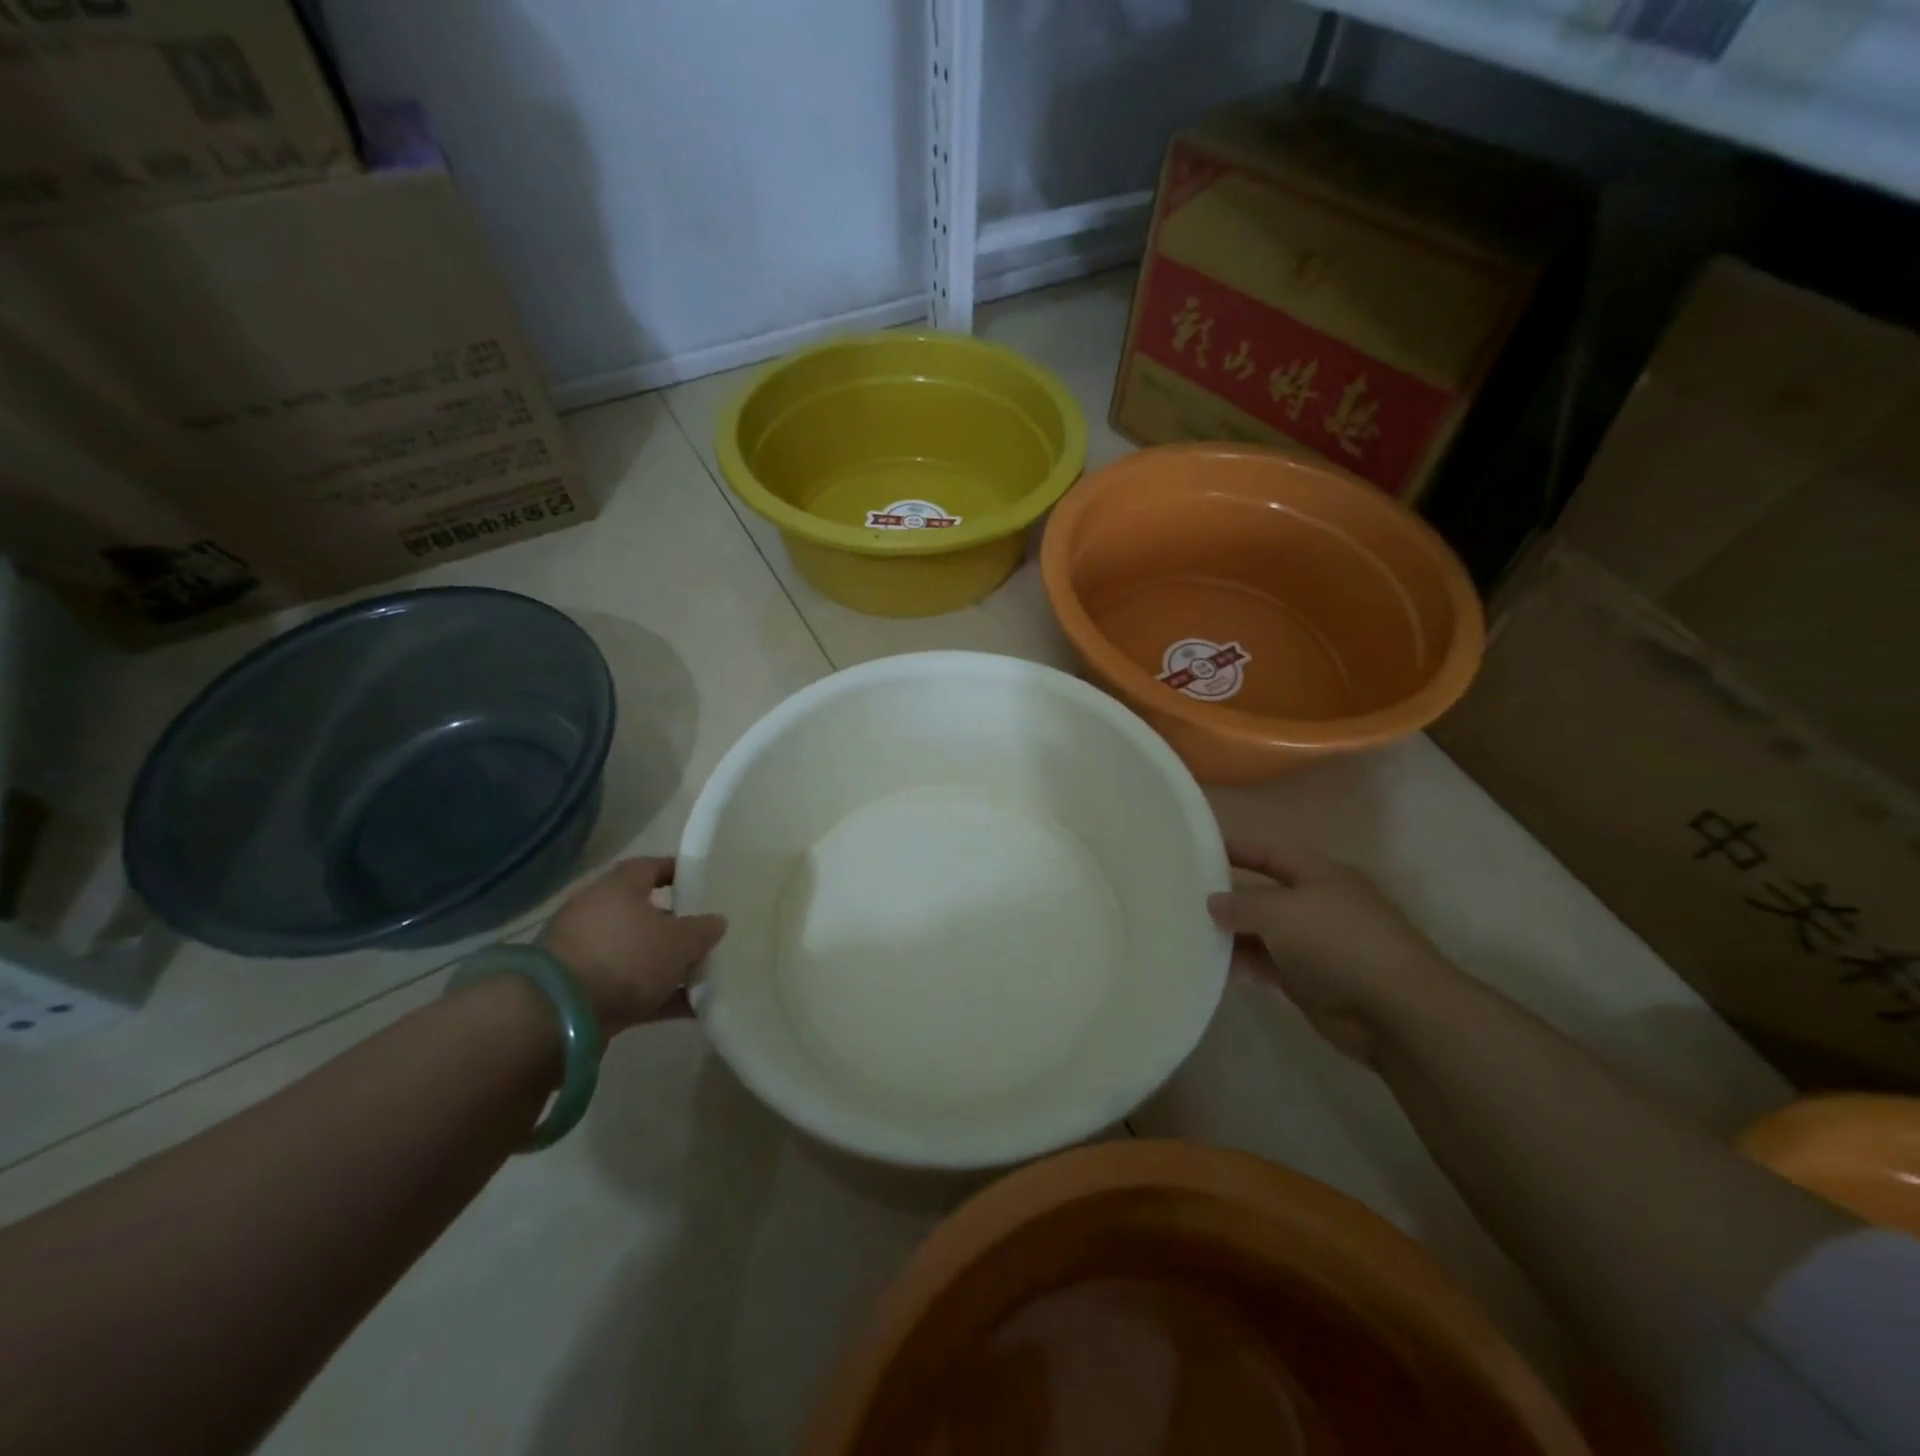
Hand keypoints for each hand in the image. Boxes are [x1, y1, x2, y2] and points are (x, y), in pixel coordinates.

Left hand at [540, 858, 725, 1035]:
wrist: (560, 1016)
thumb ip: (702, 930)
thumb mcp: (679, 941)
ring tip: (703, 975)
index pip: (650, 867)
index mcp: (618, 888)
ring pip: (637, 953)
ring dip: (666, 965)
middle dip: (675, 925)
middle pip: (644, 913)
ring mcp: (586, 955)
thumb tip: (717, 921)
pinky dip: (656, 996)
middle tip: (707, 934)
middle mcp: (597, 914)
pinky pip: (629, 987)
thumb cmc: (626, 958)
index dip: (677, 871)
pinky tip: (690, 1008)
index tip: (702, 881)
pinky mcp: (581, 992)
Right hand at [1206, 841, 1469, 1063]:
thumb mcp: (1281, 912)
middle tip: (1181, 898)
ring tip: (1188, 933)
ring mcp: (1315, 946)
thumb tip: (1212, 902)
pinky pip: (1268, 967)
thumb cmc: (1338, 942)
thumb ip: (1241, 904)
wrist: (1395, 1011)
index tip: (1199, 850)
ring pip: (1263, 934)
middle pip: (1264, 895)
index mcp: (1319, 875)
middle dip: (1228, 898)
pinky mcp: (1310, 983)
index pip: (1270, 855)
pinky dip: (1244, 966)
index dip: (1237, 850)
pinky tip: (1212, 968)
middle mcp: (1316, 906)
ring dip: (1231, 936)